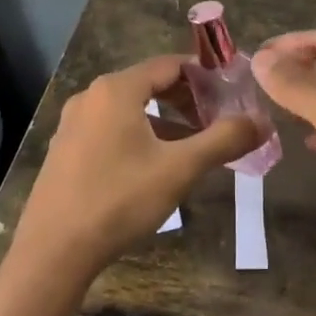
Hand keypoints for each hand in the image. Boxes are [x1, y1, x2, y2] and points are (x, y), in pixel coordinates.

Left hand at [15, 54, 259, 285]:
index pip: (170, 65)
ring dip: (166, 121)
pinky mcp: (66, 150)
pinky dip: (140, 136)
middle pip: (149, 84)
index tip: (233, 93)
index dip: (205, 75)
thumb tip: (261, 122)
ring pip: (130, 110)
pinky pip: (111, 129)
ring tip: (195, 146)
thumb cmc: (119, 200)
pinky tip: (156, 166)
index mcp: (117, 89)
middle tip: (219, 121)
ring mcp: (73, 123)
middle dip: (188, 100)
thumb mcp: (179, 169)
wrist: (53, 250)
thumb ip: (223, 140)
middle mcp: (91, 96)